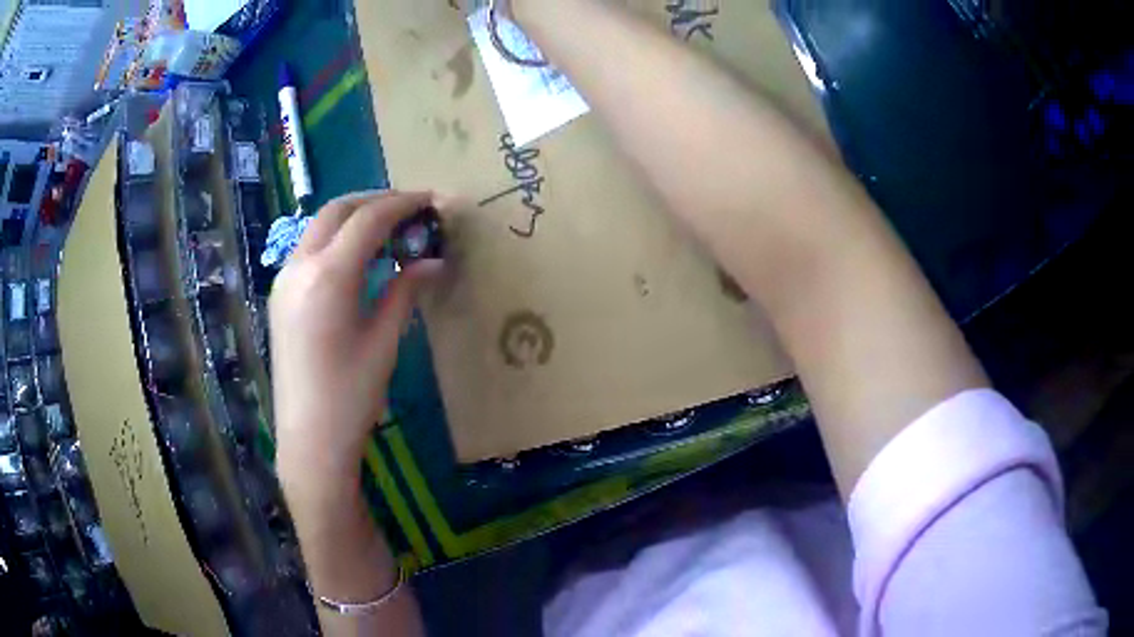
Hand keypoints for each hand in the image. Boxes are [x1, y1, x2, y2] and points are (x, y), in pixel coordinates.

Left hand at [269, 191, 441, 485]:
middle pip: (338, 210)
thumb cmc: (351, 396)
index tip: (432, 199)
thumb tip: (434, 261)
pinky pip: (309, 248)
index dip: (404, 203)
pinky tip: (357, 257)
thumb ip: (405, 291)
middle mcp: (300, 266)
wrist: (308, 438)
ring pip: (319, 226)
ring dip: (353, 217)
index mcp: (329, 275)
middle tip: (410, 208)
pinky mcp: (280, 295)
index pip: (369, 219)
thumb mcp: (384, 341)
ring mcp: (284, 279)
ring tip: (388, 228)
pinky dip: (336, 238)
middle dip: (375, 200)